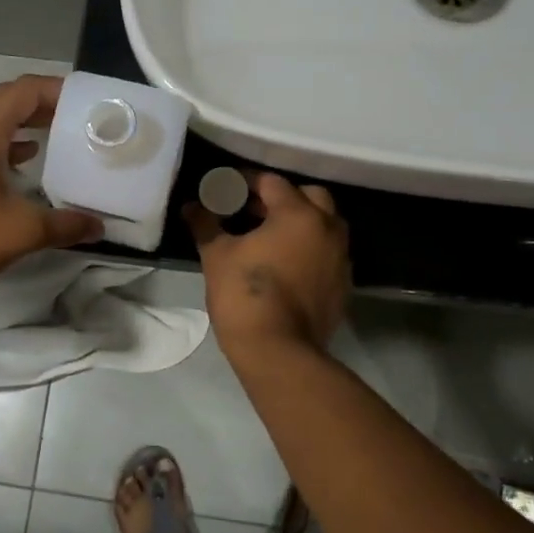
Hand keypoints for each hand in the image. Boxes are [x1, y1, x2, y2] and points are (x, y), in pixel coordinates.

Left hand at [0, 75, 102, 293]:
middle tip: (76, 115)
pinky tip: (27, 159)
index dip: (54, 89)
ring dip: (23, 121)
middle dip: (42, 103)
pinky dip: (7, 141)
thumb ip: (64, 225)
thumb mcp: (22, 231)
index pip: (21, 92)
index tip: (84, 100)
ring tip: (58, 132)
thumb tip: (99, 226)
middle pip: (6, 101)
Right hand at [184, 172, 349, 357]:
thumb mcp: (217, 255)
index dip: (246, 181)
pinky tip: (285, 264)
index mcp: (298, 214)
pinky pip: (328, 254)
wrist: (278, 351)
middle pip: (310, 196)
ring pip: (324, 225)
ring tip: (268, 236)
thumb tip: (191, 206)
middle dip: (282, 198)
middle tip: (253, 209)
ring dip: (300, 222)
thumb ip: (206, 224)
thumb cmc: (245, 294)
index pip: (272, 182)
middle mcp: (328, 229)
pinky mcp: (342, 285)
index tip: (227, 189)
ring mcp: (341, 259)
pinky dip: (310, 250)